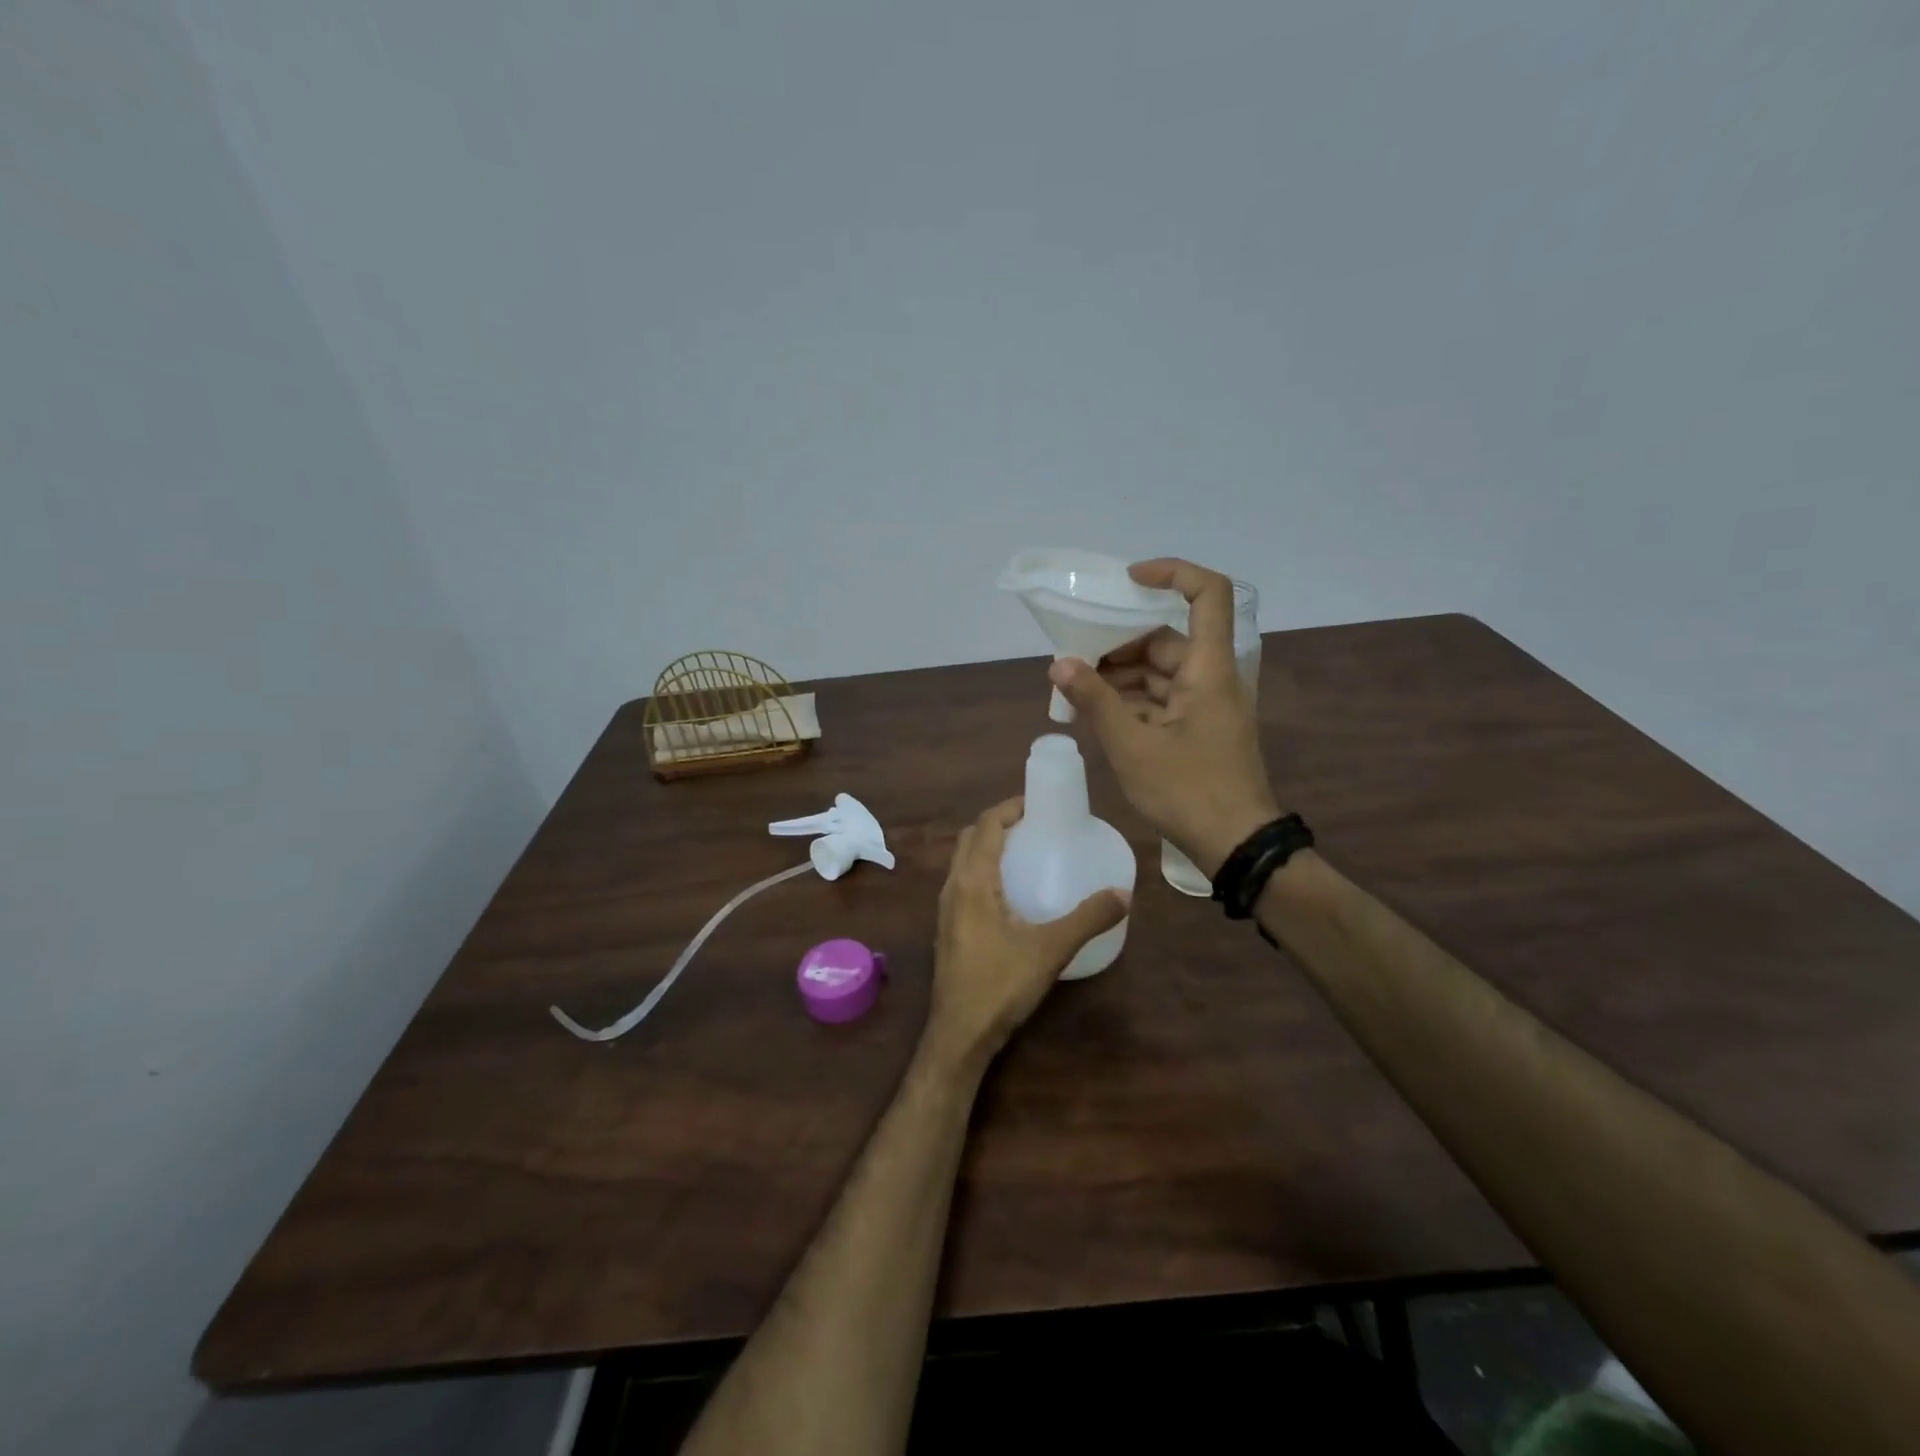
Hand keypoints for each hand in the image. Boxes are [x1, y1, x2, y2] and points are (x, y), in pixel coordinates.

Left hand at [927, 798, 1128, 1070]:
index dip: (1009, 807)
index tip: (1039, 803)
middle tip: (1035, 825)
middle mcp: (952, 887)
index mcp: (972, 881)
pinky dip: (984, 871)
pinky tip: (1011, 893)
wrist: (960, 1034)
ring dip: (989, 847)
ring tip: (1026, 852)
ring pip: (963, 861)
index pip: (985, 826)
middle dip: (999, 823)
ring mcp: (945, 909)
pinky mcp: (948, 928)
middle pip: (970, 838)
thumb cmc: (1000, 985)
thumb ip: (1087, 919)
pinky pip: (963, 883)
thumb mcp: (1050, 949)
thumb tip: (1124, 893)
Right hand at [1049, 558, 1279, 877]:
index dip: (1172, 573)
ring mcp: (1207, 705)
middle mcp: (1212, 678)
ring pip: (1162, 672)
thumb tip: (1059, 664)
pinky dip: (1133, 701)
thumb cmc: (1188, 792)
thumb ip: (1095, 702)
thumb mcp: (1132, 747)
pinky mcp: (1200, 729)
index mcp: (1208, 670)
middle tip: (1076, 658)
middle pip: (1168, 638)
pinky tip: (1099, 714)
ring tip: (1077, 690)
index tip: (1128, 579)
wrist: (1236, 845)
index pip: (1207, 594)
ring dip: (1122, 676)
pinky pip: (1163, 699)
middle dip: (1120, 644)